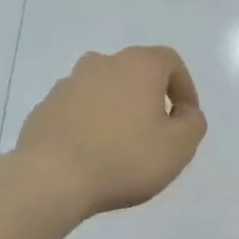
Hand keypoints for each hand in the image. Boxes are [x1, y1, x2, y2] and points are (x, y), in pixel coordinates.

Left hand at [13, 46, 206, 217]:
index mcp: (137, 66)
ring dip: (118, 111)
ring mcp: (67, 84)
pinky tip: (93, 155)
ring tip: (122, 147)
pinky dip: (91, 124)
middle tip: (156, 133)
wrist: (51, 178)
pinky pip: (78, 110)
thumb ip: (193, 124)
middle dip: (150, 98)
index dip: (185, 87)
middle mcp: (101, 63)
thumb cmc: (125, 158)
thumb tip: (186, 113)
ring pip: (104, 91)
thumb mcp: (178, 147)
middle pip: (134, 73)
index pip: (170, 61)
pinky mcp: (45, 108)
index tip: (186, 118)